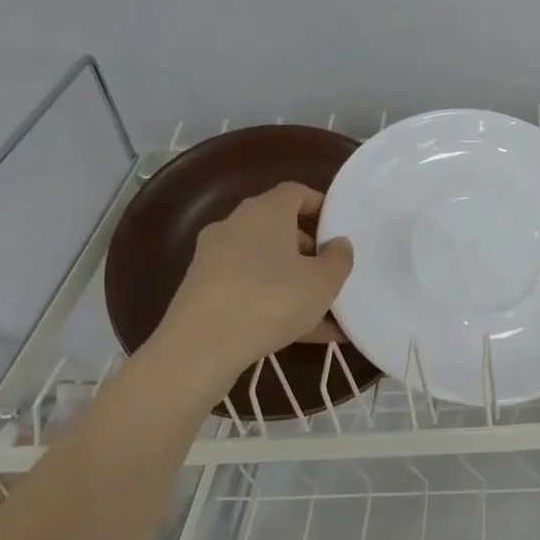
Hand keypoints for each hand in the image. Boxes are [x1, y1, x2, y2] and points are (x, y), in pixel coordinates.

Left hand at [156, 182, 354, 378]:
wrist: (200, 348)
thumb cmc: (272, 300)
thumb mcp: (323, 282)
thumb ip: (339, 259)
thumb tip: (337, 244)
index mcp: (265, 211)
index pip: (295, 192)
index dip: (319, 205)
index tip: (337, 229)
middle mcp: (234, 226)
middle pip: (277, 228)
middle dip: (307, 249)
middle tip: (330, 274)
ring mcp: (213, 259)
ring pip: (264, 263)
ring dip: (292, 282)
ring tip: (323, 315)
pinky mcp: (202, 290)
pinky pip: (248, 289)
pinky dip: (272, 302)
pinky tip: (300, 335)